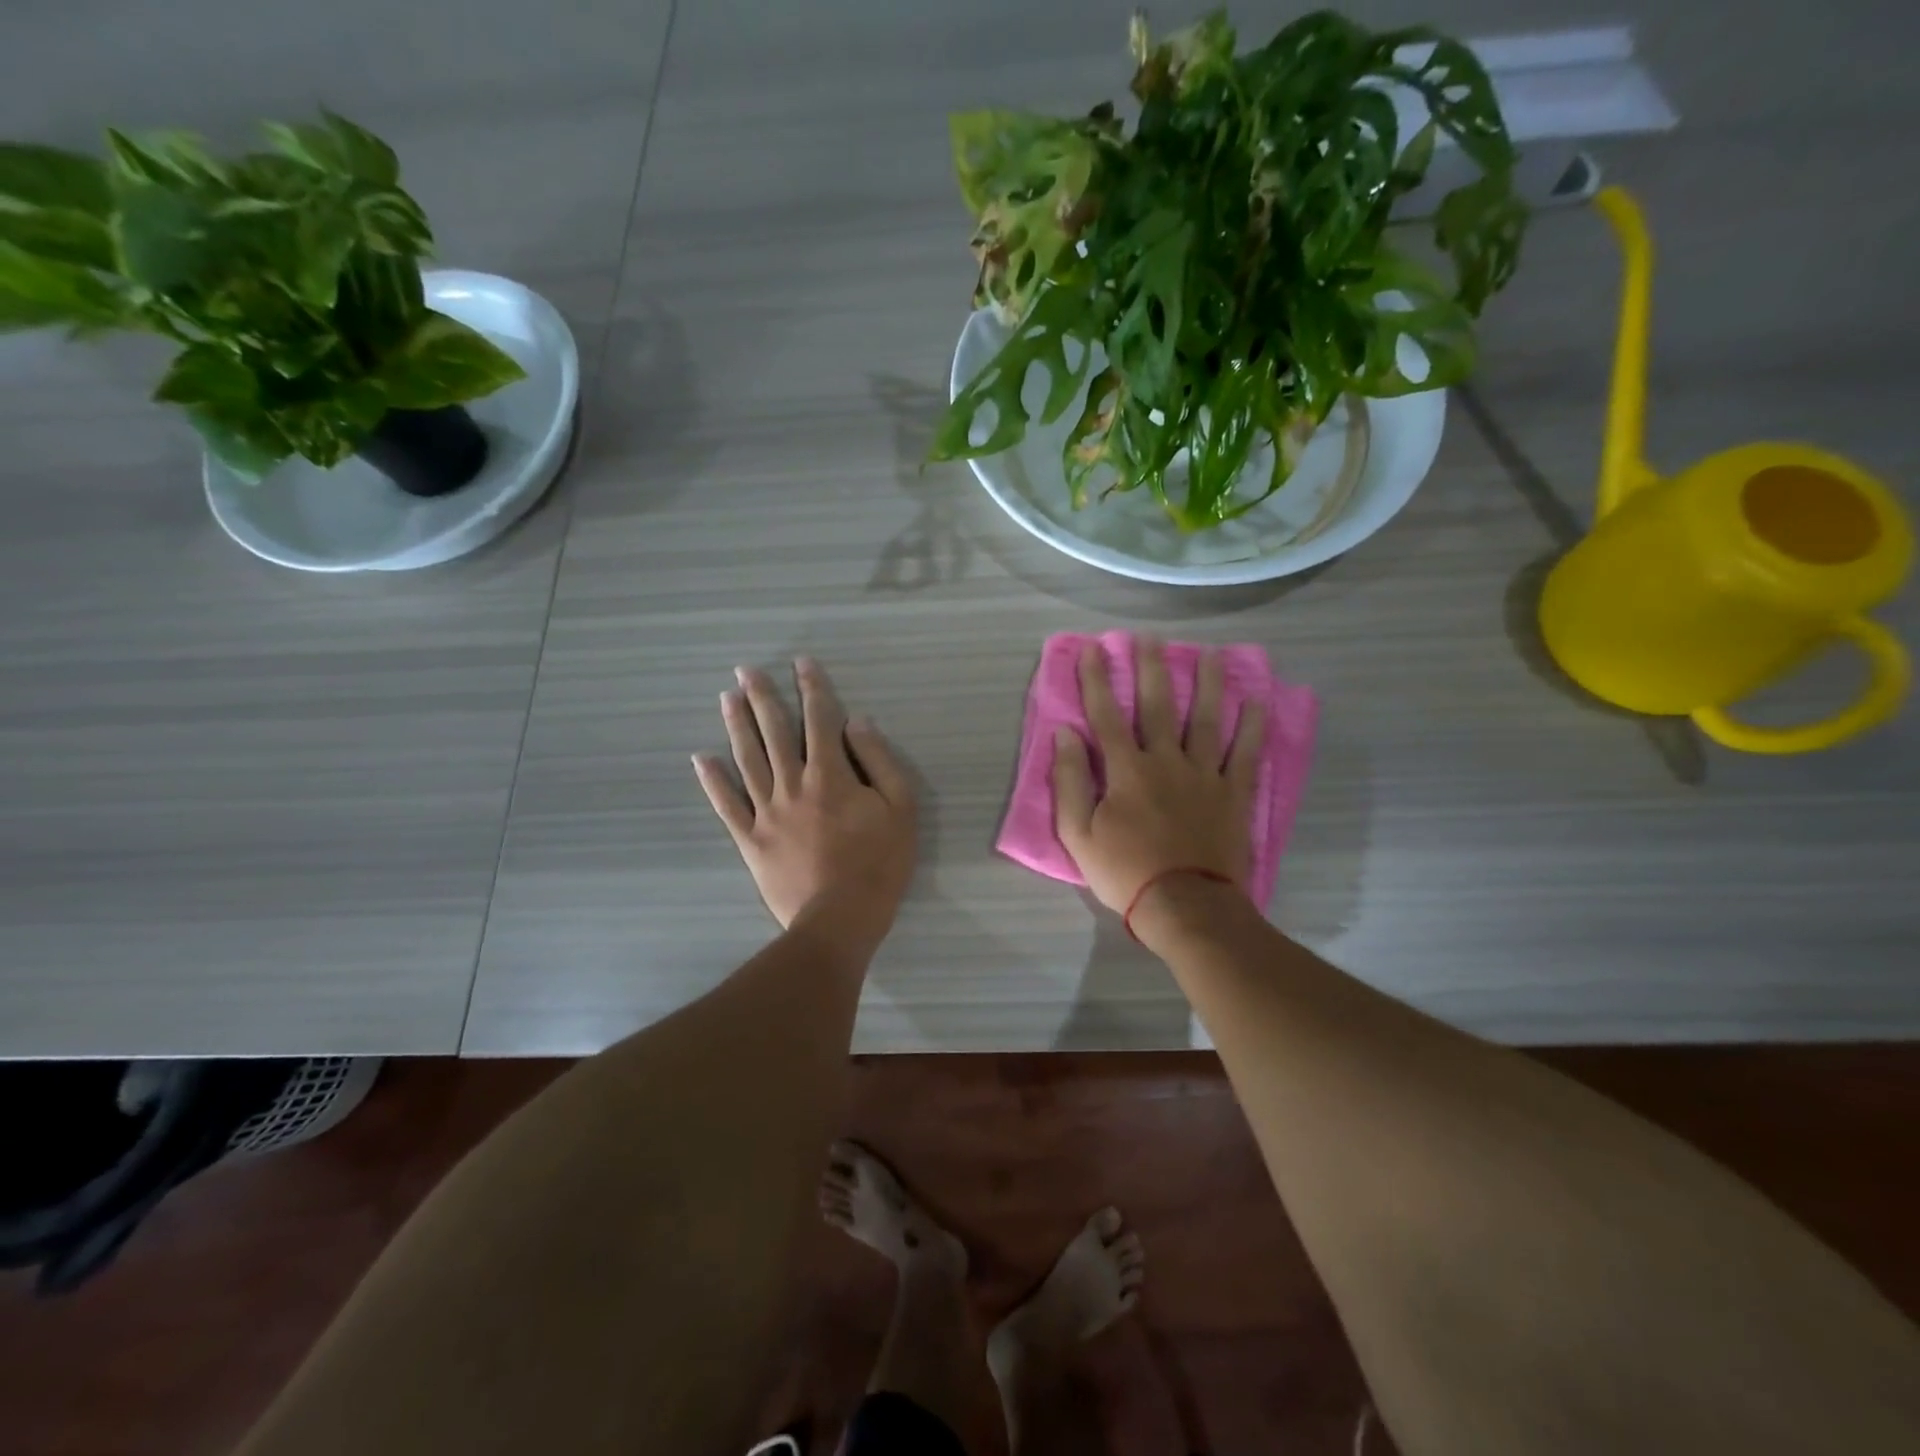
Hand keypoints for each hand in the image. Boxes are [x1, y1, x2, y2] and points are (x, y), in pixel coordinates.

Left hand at [693, 658, 917, 952]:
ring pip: (747, 759)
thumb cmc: (879, 863)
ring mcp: (767, 812)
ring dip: (736, 726)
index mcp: (831, 775)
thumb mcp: (900, 808)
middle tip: (745, 669)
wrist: (839, 919)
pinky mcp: (751, 839)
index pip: (820, 720)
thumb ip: (879, 761)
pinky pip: (727, 805)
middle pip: (775, 732)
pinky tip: (701, 759)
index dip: (812, 688)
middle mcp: (793, 784)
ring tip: (726, 698)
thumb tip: (856, 723)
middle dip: (762, 697)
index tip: (801, 662)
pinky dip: (713, 781)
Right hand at [1053, 637, 1264, 913]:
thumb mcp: (1078, 834)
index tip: (1094, 648)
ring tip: (1211, 654)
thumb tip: (1065, 735)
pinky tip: (1257, 701)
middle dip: (1150, 669)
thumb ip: (1070, 782)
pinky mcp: (1233, 794)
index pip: (1106, 715)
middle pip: (1157, 706)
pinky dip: (1252, 727)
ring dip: (1208, 684)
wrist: (1185, 906)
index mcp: (1125, 770)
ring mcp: (1204, 775)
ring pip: (1206, 720)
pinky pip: (1245, 754)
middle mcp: (1166, 761)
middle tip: (1150, 637)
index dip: (1097, 680)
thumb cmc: (1124, 872)